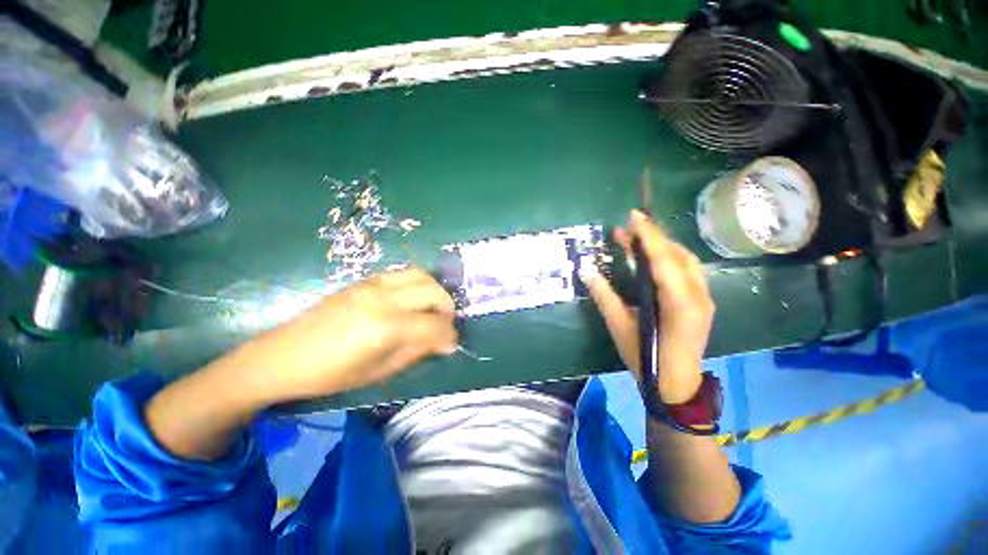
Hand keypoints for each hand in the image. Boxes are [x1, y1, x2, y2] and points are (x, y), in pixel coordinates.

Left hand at [251, 268, 458, 402]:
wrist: (285, 355)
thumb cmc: (331, 374)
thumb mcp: (380, 371)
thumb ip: (416, 351)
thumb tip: (443, 341)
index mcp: (386, 328)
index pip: (434, 325)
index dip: (449, 335)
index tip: (452, 343)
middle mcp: (383, 300)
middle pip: (432, 293)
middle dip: (447, 308)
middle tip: (445, 324)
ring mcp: (373, 285)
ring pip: (420, 275)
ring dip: (434, 291)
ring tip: (433, 307)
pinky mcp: (364, 280)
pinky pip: (402, 274)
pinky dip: (416, 284)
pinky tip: (412, 299)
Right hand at [581, 210, 714, 403]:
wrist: (677, 387)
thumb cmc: (646, 360)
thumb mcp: (620, 327)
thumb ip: (604, 296)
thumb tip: (586, 270)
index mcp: (679, 303)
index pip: (664, 260)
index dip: (648, 235)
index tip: (634, 215)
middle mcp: (699, 296)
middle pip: (678, 255)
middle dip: (653, 236)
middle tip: (629, 226)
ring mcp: (705, 299)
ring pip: (686, 261)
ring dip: (663, 245)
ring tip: (638, 239)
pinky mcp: (703, 303)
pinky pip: (689, 271)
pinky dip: (671, 258)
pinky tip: (655, 258)